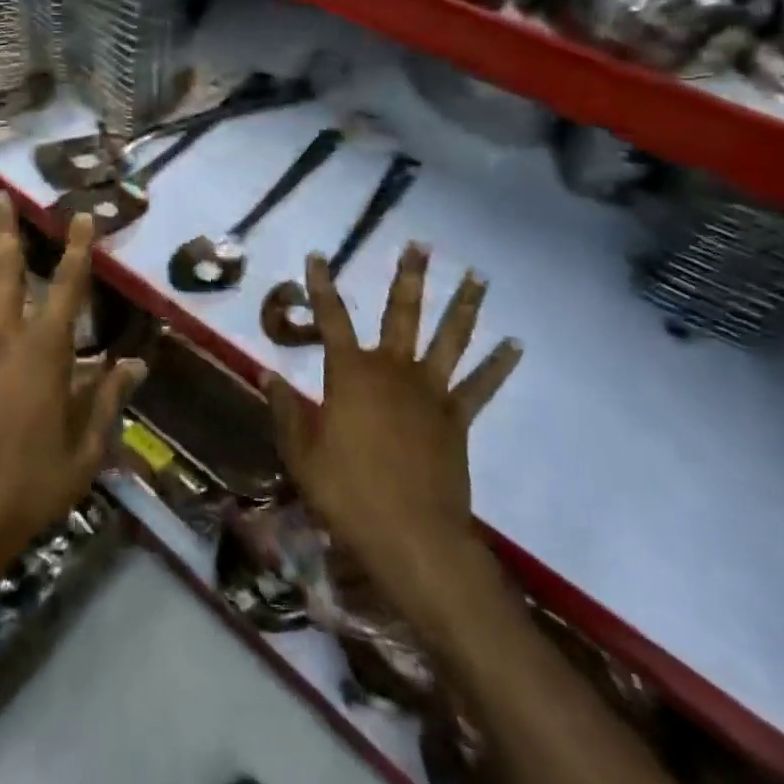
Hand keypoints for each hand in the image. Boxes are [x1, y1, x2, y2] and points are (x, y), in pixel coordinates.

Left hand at [0, 194, 143, 594]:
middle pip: (4, 274)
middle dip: (5, 232)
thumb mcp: (84, 453)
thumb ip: (108, 402)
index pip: (67, 290)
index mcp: (44, 354)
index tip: (80, 216)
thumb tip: (136, 364)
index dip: (77, 250)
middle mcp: (2, 340)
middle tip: (0, 196)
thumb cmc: (28, 490)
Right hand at [267, 243, 521, 643]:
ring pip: (449, 338)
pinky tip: (514, 344)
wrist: (413, 538)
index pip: (331, 318)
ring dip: (463, 305)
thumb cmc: (347, 493)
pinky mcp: (457, 418)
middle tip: (419, 245)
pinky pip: (480, 385)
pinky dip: (498, 364)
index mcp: (350, 373)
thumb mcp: (301, 452)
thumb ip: (286, 409)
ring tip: (477, 276)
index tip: (319, 256)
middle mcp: (392, 370)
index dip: (322, 285)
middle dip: (409, 277)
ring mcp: (430, 392)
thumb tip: (268, 375)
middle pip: (401, 313)